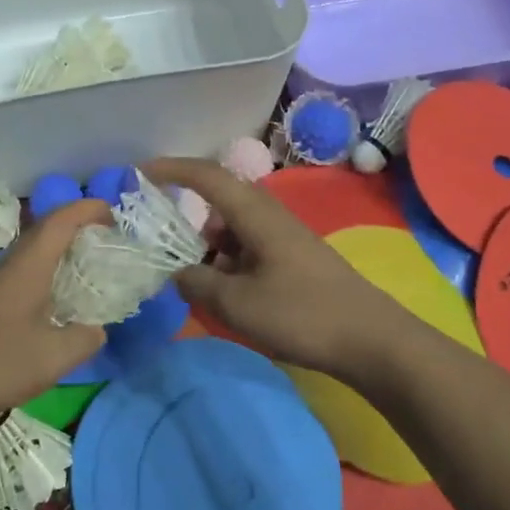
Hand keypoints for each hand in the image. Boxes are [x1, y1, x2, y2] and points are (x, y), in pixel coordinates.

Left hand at [0, 200, 111, 435]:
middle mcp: (6, 267)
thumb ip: (84, 338)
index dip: (86, 209)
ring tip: (82, 268)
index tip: (112, 213)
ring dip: (57, 252)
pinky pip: (19, 274)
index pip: (59, 221)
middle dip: (75, 227)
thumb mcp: (54, 357)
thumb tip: (96, 329)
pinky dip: (42, 274)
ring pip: (29, 254)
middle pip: (43, 232)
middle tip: (103, 240)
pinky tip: (50, 302)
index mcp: (27, 268)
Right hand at [143, 157, 420, 379]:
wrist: (371, 340)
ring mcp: (283, 237)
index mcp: (254, 213)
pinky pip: (247, 248)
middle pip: (217, 202)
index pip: (206, 175)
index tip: (138, 172)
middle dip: (184, 216)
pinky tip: (222, 293)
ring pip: (231, 228)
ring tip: (186, 276)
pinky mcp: (292, 259)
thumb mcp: (237, 304)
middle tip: (156, 239)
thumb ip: (196, 283)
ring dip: (205, 246)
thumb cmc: (301, 314)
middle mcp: (268, 215)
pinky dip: (226, 262)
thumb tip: (178, 273)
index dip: (171, 168)